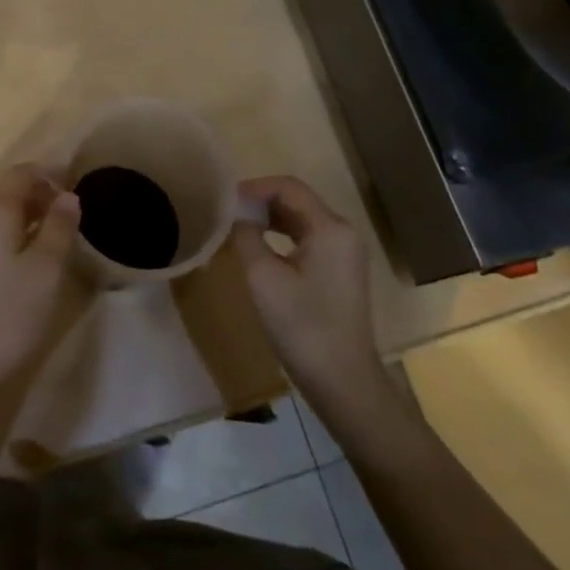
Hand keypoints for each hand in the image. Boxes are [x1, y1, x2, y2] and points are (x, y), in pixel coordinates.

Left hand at [0, 164, 84, 401]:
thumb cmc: (7, 314)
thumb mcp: (45, 270)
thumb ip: (59, 228)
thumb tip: (68, 196)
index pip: (20, 174)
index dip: (49, 172)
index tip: (76, 180)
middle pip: (7, 193)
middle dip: (40, 193)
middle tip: (73, 208)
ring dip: (29, 215)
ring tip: (59, 232)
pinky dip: (15, 235)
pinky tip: (32, 258)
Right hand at [231, 176, 382, 403]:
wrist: (343, 381)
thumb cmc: (302, 326)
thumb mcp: (263, 278)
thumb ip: (246, 236)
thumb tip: (236, 215)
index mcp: (329, 227)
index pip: (288, 187)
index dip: (254, 187)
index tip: (224, 200)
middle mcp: (342, 232)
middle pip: (297, 200)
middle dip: (260, 201)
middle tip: (226, 213)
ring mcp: (345, 253)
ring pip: (301, 219)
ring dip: (269, 218)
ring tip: (237, 227)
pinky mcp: (340, 271)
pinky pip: (308, 238)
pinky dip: (282, 236)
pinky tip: (260, 248)